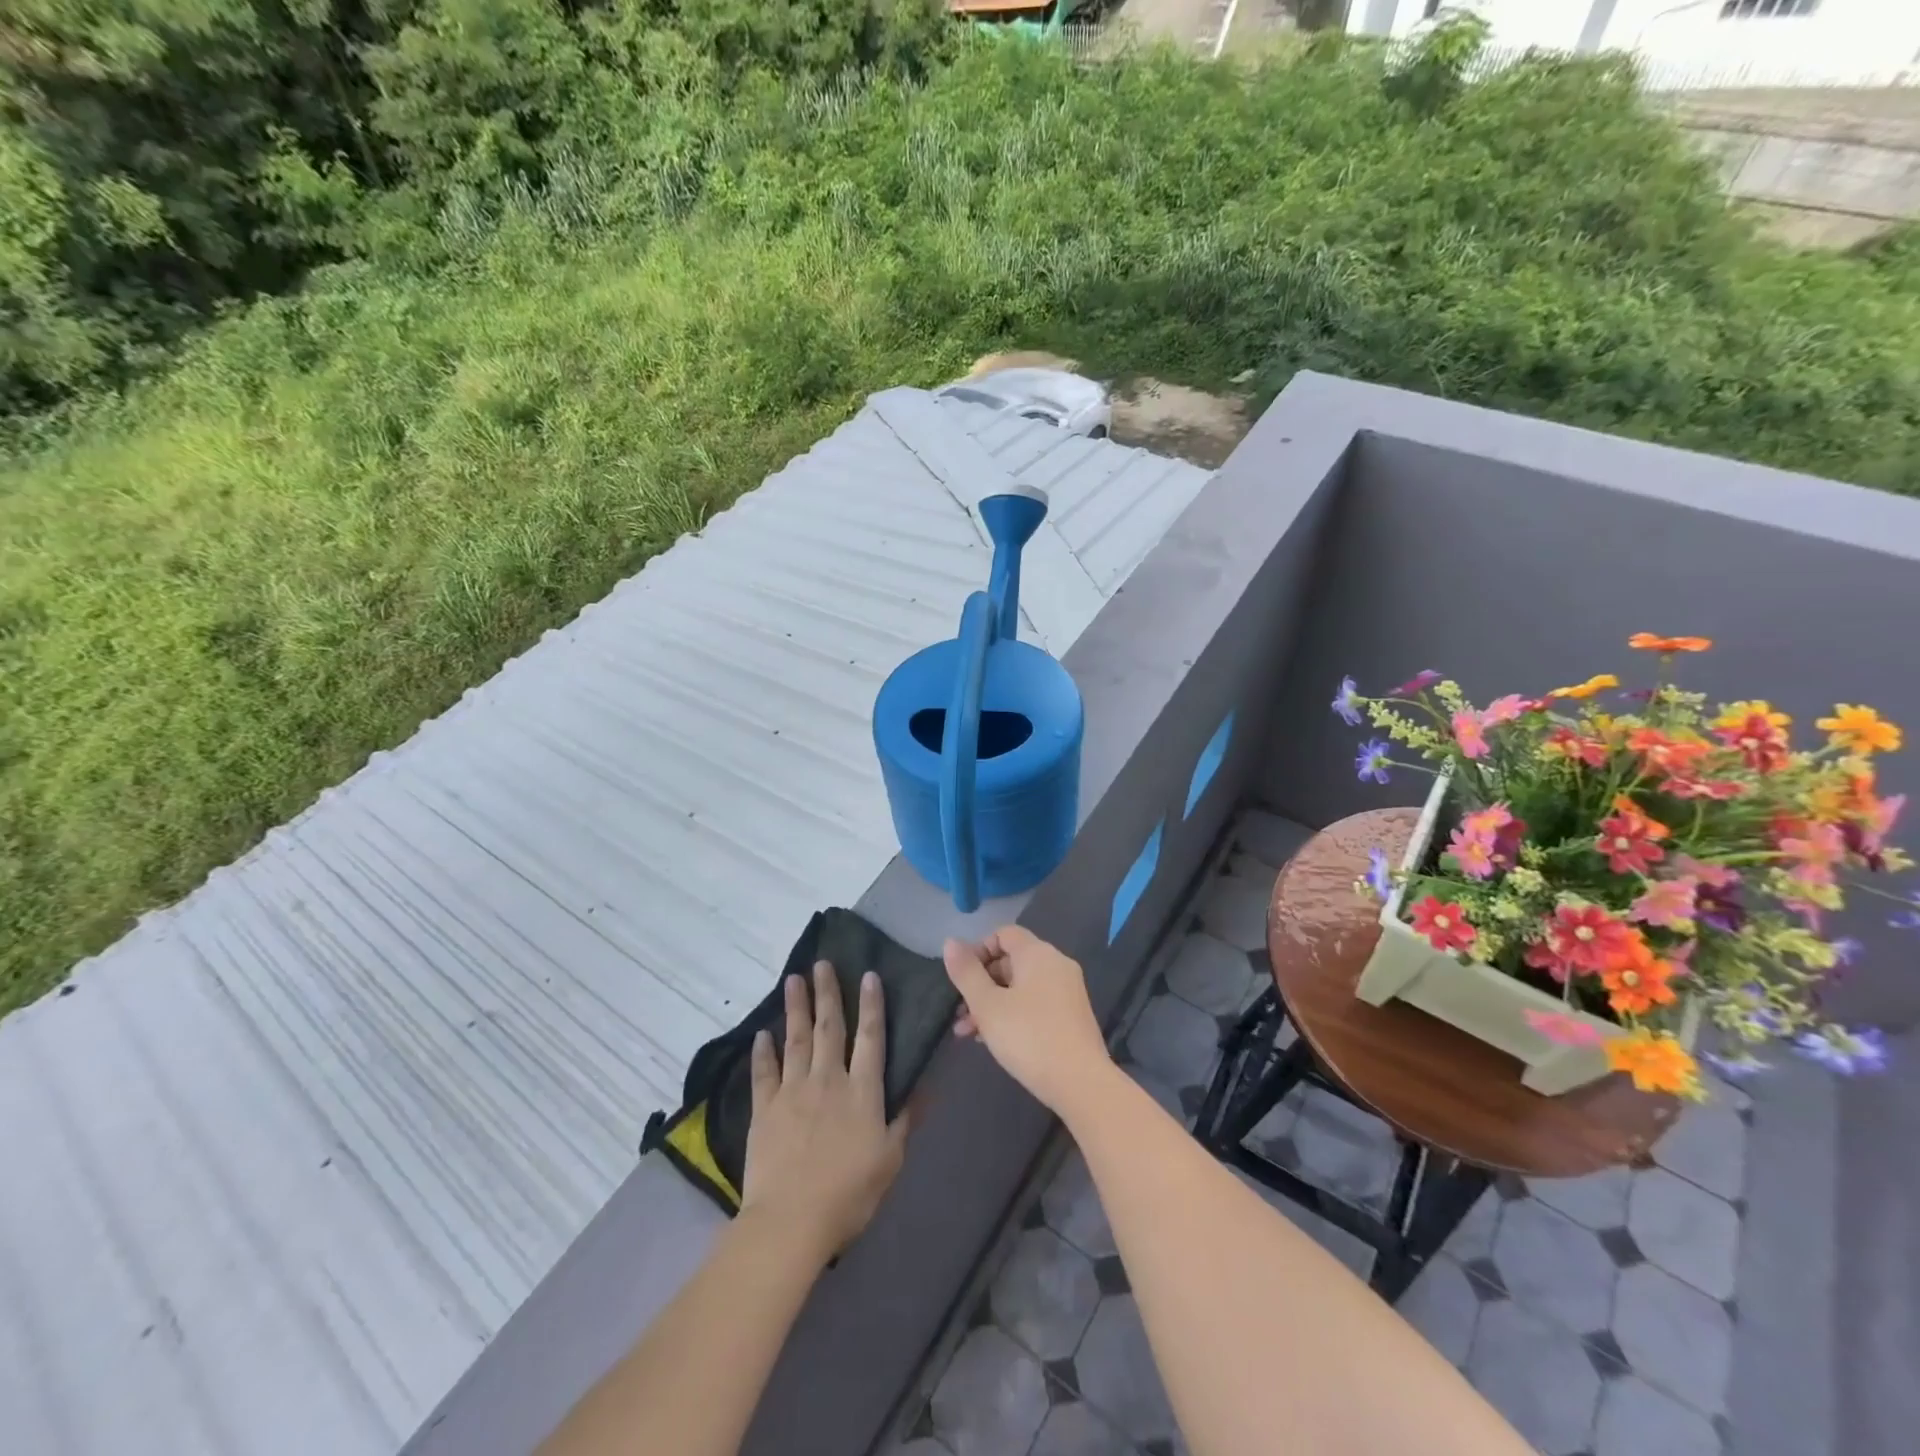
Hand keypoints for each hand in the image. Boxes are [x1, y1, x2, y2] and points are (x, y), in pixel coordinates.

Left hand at [740, 963, 908, 1262]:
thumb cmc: (849, 1193)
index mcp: (862, 1090)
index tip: (868, 975)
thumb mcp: (890, 1159)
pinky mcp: (765, 1109)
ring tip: (793, 980)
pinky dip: (763, 1052)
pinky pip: (764, 1072)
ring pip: (796, 1039)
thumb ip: (905, 1119)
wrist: (791, 1221)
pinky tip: (762, 1033)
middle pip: (830, 1027)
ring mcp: (793, 1091)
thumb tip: (926, 1085)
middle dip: (828, 993)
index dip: (872, 1005)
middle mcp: (828, 1079)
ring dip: (796, 1008)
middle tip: (822, 963)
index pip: (871, 1037)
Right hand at [942, 926, 1114, 1117]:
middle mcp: (1056, 964)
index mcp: (1037, 953)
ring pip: (1021, 986)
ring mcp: (1067, 990)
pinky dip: (1013, 1013)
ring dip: (992, 1003)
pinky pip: (1036, 1003)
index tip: (962, 978)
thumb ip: (967, 973)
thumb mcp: (987, 1005)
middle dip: (981, 983)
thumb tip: (950, 942)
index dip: (978, 950)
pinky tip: (994, 1040)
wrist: (1081, 1083)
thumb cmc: (1028, 1037)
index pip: (1004, 933)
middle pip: (1011, 960)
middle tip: (960, 1012)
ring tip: (968, 1033)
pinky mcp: (1072, 1015)